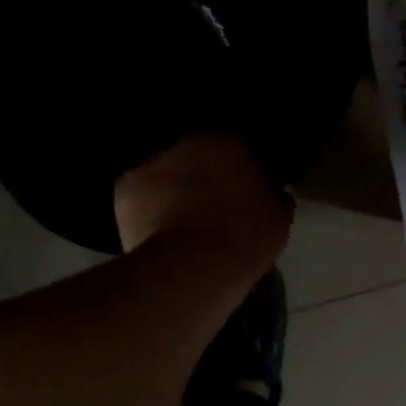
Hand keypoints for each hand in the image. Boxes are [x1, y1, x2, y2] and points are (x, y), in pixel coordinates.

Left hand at [113, 134, 292, 266]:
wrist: (194, 264)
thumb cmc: (245, 239)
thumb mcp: (278, 220)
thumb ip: (274, 198)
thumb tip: (274, 194)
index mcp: (233, 142)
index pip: (239, 144)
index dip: (241, 167)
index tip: (245, 188)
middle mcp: (191, 141)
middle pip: (197, 153)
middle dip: (204, 173)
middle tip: (211, 203)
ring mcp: (155, 161)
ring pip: (166, 171)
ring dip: (173, 187)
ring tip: (180, 219)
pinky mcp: (127, 185)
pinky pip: (139, 193)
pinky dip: (145, 206)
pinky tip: (155, 229)